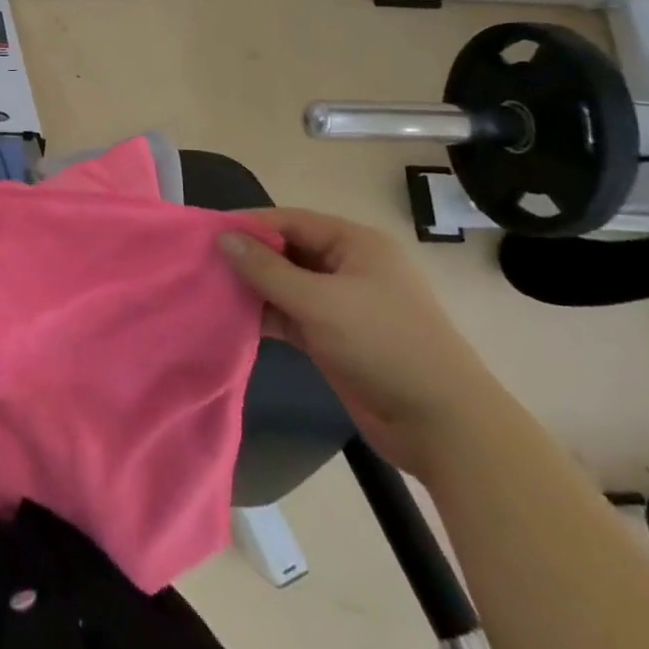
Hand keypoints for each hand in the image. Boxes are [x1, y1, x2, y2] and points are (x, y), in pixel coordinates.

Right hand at [220, 209, 503, 479]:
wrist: (444, 426)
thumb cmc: (384, 345)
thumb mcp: (320, 302)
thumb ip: (267, 269)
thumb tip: (223, 238)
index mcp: (355, 244)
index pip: (291, 221)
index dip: (249, 224)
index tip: (207, 233)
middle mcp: (349, 267)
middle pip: (288, 251)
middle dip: (249, 257)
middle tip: (203, 263)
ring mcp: (344, 304)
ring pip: (288, 285)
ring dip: (255, 288)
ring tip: (210, 289)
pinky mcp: (336, 338)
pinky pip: (293, 315)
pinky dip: (267, 315)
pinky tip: (234, 318)